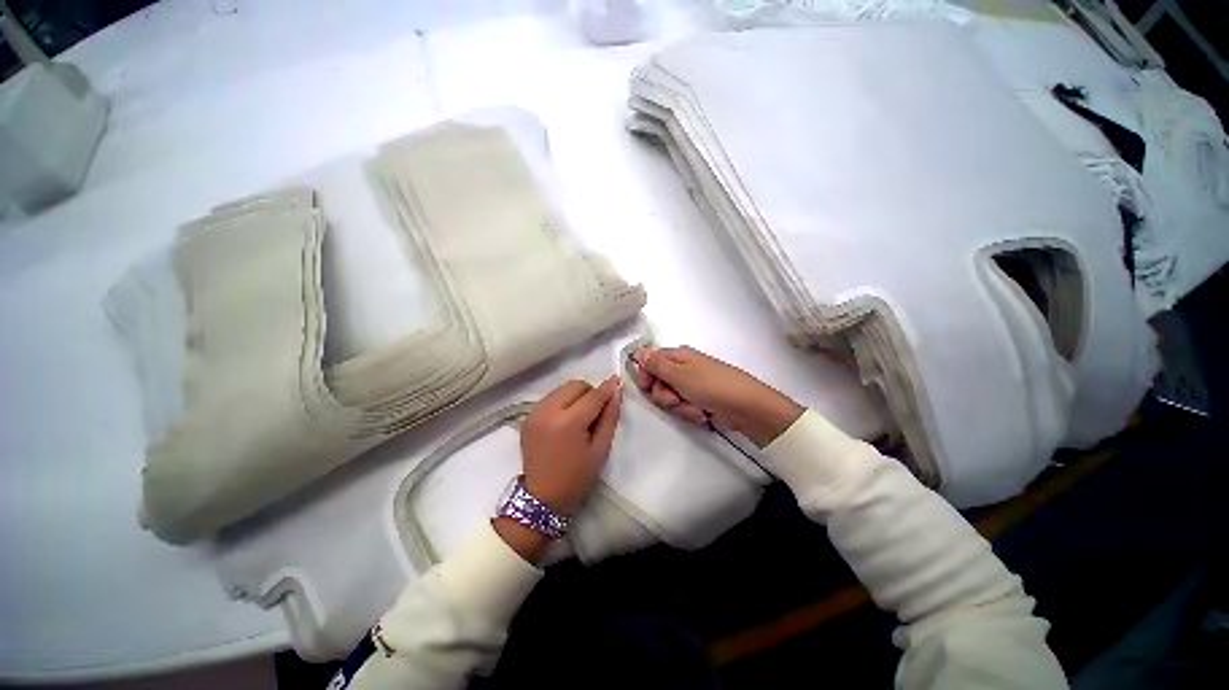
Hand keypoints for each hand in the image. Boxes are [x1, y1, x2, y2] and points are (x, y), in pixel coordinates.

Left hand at [496, 376, 621, 563]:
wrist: (542, 498)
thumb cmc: (576, 477)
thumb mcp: (600, 449)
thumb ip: (610, 417)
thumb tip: (616, 392)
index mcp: (569, 422)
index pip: (593, 395)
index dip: (607, 388)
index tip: (617, 382)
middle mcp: (549, 411)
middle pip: (575, 385)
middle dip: (590, 392)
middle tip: (597, 409)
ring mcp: (535, 413)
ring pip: (562, 388)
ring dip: (575, 395)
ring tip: (580, 415)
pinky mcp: (528, 417)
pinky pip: (550, 398)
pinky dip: (562, 401)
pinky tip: (565, 420)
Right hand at [632, 346, 802, 447]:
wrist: (744, 408)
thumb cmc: (711, 386)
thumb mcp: (679, 374)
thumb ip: (656, 364)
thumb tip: (639, 351)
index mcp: (677, 356)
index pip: (649, 361)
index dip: (645, 376)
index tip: (647, 387)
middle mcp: (682, 369)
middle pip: (657, 383)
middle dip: (664, 396)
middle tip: (675, 399)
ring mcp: (690, 386)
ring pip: (669, 399)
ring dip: (679, 407)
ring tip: (695, 408)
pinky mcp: (698, 402)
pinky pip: (682, 408)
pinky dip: (690, 413)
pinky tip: (702, 414)